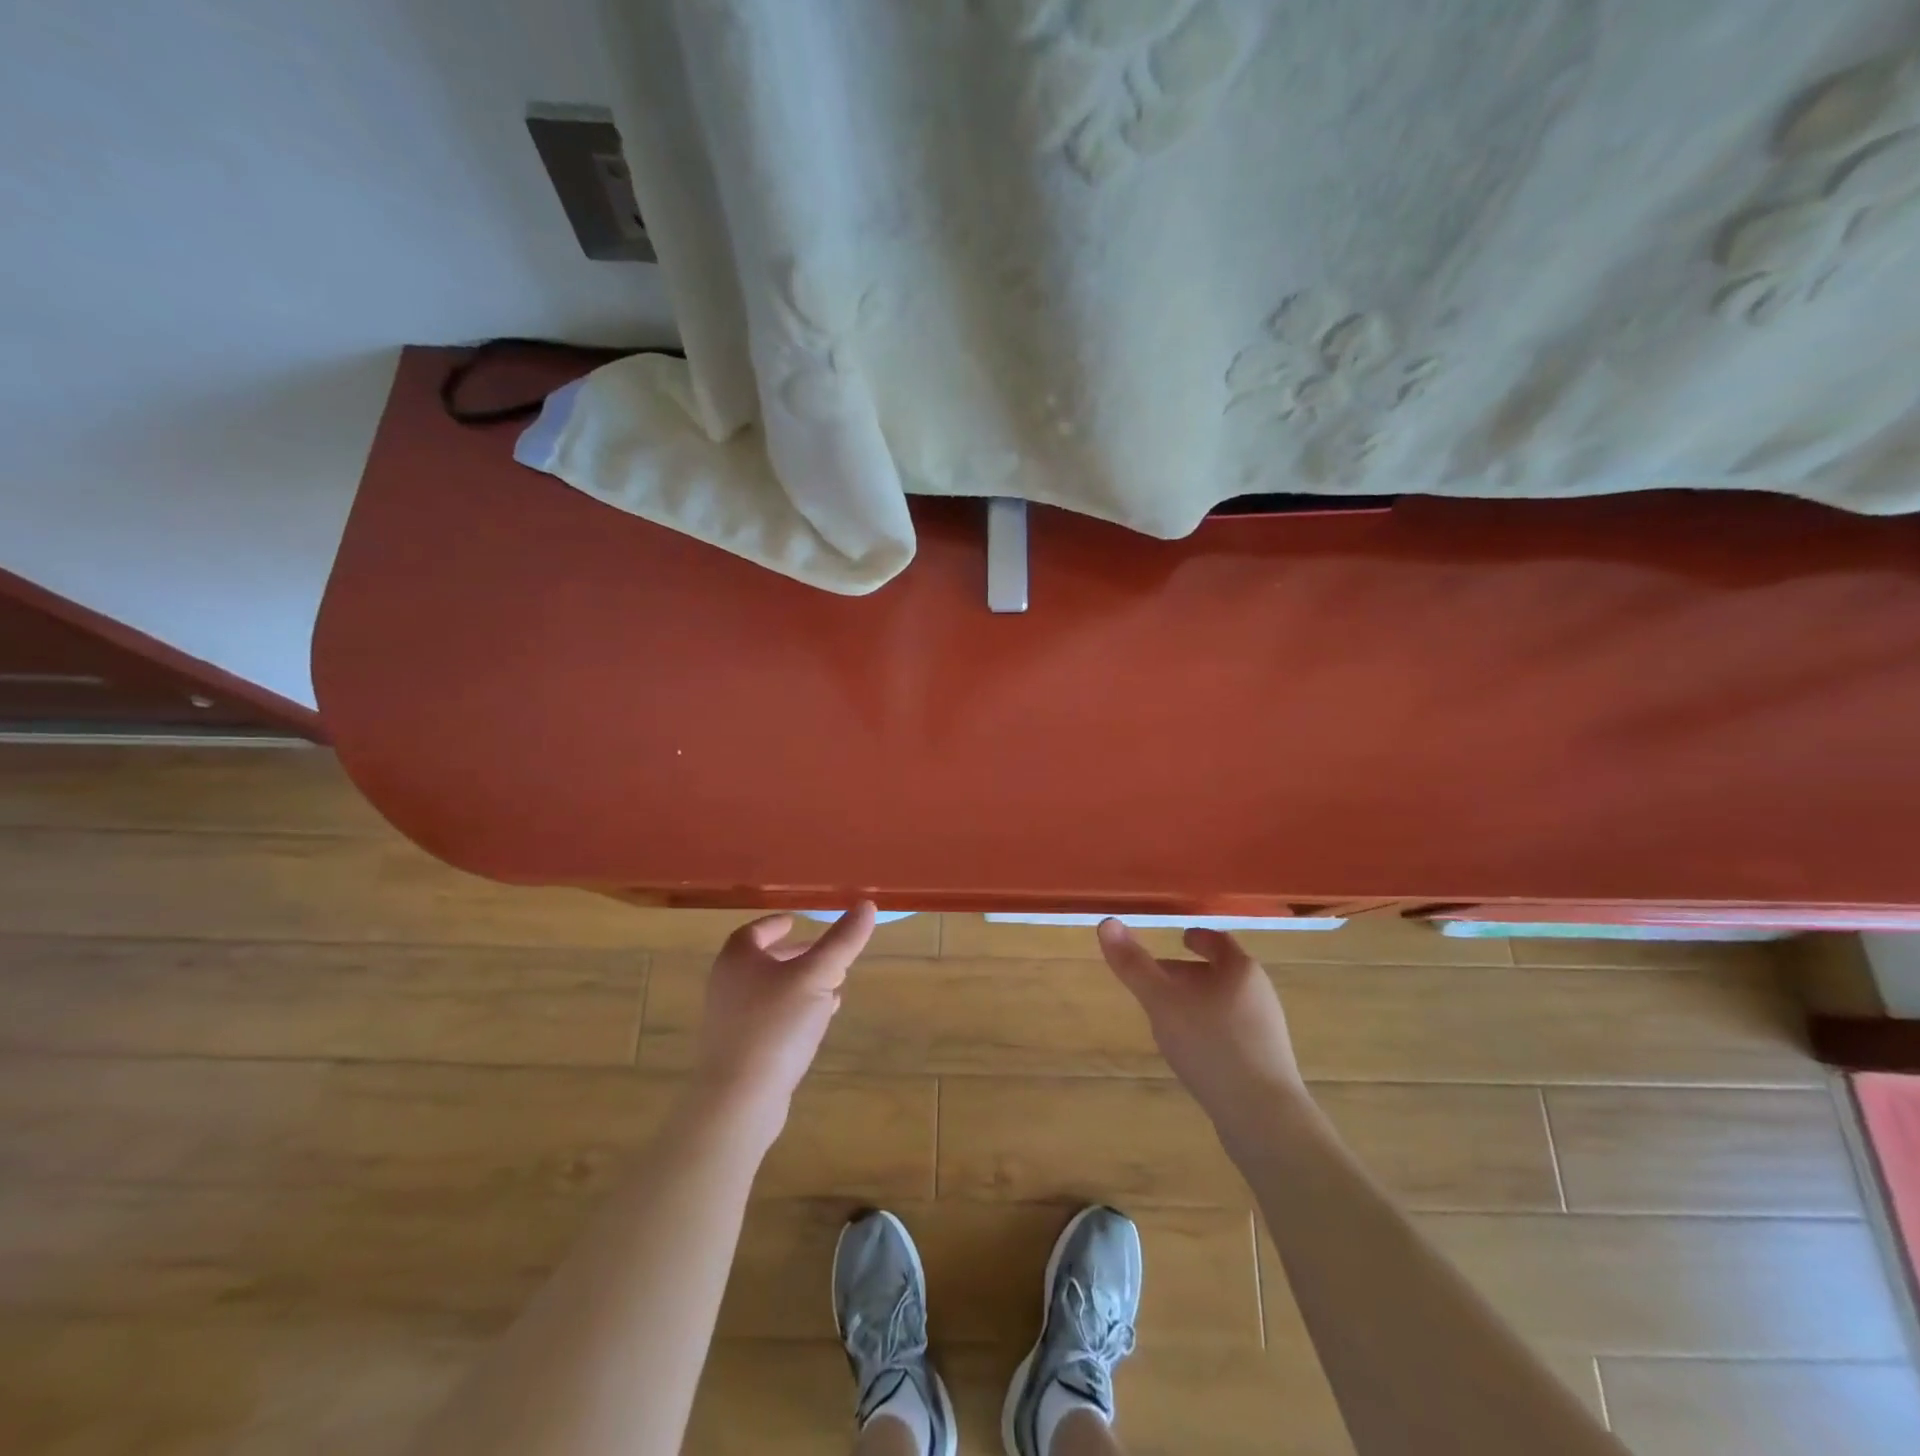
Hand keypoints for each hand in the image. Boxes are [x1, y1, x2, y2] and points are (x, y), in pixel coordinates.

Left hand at [692, 902, 877, 1138]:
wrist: (740, 1099)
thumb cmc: (776, 1025)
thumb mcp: (817, 976)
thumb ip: (842, 941)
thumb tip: (867, 905)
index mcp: (738, 958)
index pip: (756, 930)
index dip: (778, 924)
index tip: (798, 921)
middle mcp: (728, 984)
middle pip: (764, 960)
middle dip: (797, 954)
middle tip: (827, 952)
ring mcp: (731, 1020)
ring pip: (771, 990)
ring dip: (801, 983)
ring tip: (835, 984)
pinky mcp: (741, 1050)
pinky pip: (771, 1019)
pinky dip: (795, 1010)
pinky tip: (821, 1019)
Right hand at [1096, 920, 1309, 1140]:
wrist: (1263, 1118)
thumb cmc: (1211, 1045)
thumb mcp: (1162, 1001)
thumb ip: (1134, 965)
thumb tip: (1107, 923)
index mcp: (1240, 970)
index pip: (1218, 941)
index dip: (1197, 937)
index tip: (1180, 938)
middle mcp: (1259, 994)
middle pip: (1220, 973)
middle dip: (1188, 972)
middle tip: (1157, 979)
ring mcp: (1265, 1031)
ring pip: (1224, 1003)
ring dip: (1196, 1002)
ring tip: (1166, 1014)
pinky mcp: (1264, 1062)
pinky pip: (1231, 1032)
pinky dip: (1207, 1028)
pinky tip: (1189, 1049)